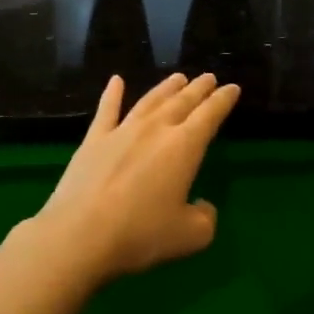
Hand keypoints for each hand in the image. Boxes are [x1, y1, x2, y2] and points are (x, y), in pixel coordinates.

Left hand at [29, 72, 240, 284]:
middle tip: (208, 77)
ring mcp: (122, 131)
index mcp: (184, 147)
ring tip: (178, 77)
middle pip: (182, 101)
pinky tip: (116, 81)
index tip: (232, 87)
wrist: (80, 234)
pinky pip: (107, 110)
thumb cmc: (141, 234)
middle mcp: (155, 129)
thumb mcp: (189, 236)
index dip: (223, 100)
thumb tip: (203, 206)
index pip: (210, 115)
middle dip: (198, 88)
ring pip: (149, 101)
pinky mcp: (94, 140)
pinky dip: (112, 93)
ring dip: (166, 87)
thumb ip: (205, 218)